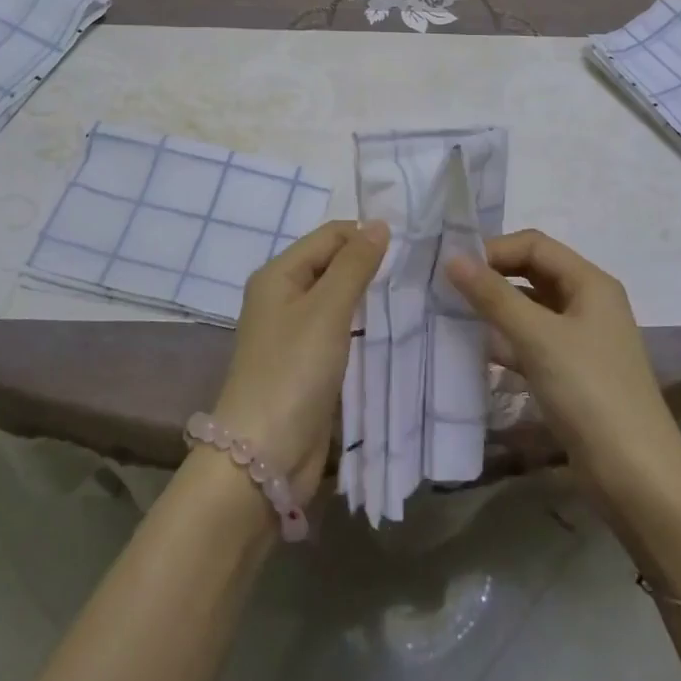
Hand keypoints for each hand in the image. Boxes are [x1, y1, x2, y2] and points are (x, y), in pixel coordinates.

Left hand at [211, 219, 389, 500]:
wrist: (263, 457)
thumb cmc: (293, 371)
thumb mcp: (327, 309)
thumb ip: (354, 265)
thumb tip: (379, 223)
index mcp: (279, 274)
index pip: (330, 236)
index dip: (365, 235)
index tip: (411, 246)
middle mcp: (282, 296)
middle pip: (332, 265)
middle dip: (369, 265)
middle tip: (417, 270)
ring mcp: (293, 333)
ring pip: (337, 299)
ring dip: (368, 297)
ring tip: (412, 295)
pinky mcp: (306, 365)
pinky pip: (338, 331)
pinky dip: (361, 326)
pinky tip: (390, 330)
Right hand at [447, 230, 680, 520]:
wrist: (638, 478)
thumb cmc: (590, 393)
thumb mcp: (538, 338)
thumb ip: (493, 296)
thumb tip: (452, 258)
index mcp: (590, 283)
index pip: (535, 245)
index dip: (495, 250)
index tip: (454, 268)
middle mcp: (588, 303)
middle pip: (532, 273)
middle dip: (492, 277)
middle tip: (448, 289)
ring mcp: (581, 340)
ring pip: (530, 309)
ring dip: (496, 309)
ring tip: (453, 316)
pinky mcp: (572, 373)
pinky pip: (532, 342)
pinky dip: (506, 341)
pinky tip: (476, 351)